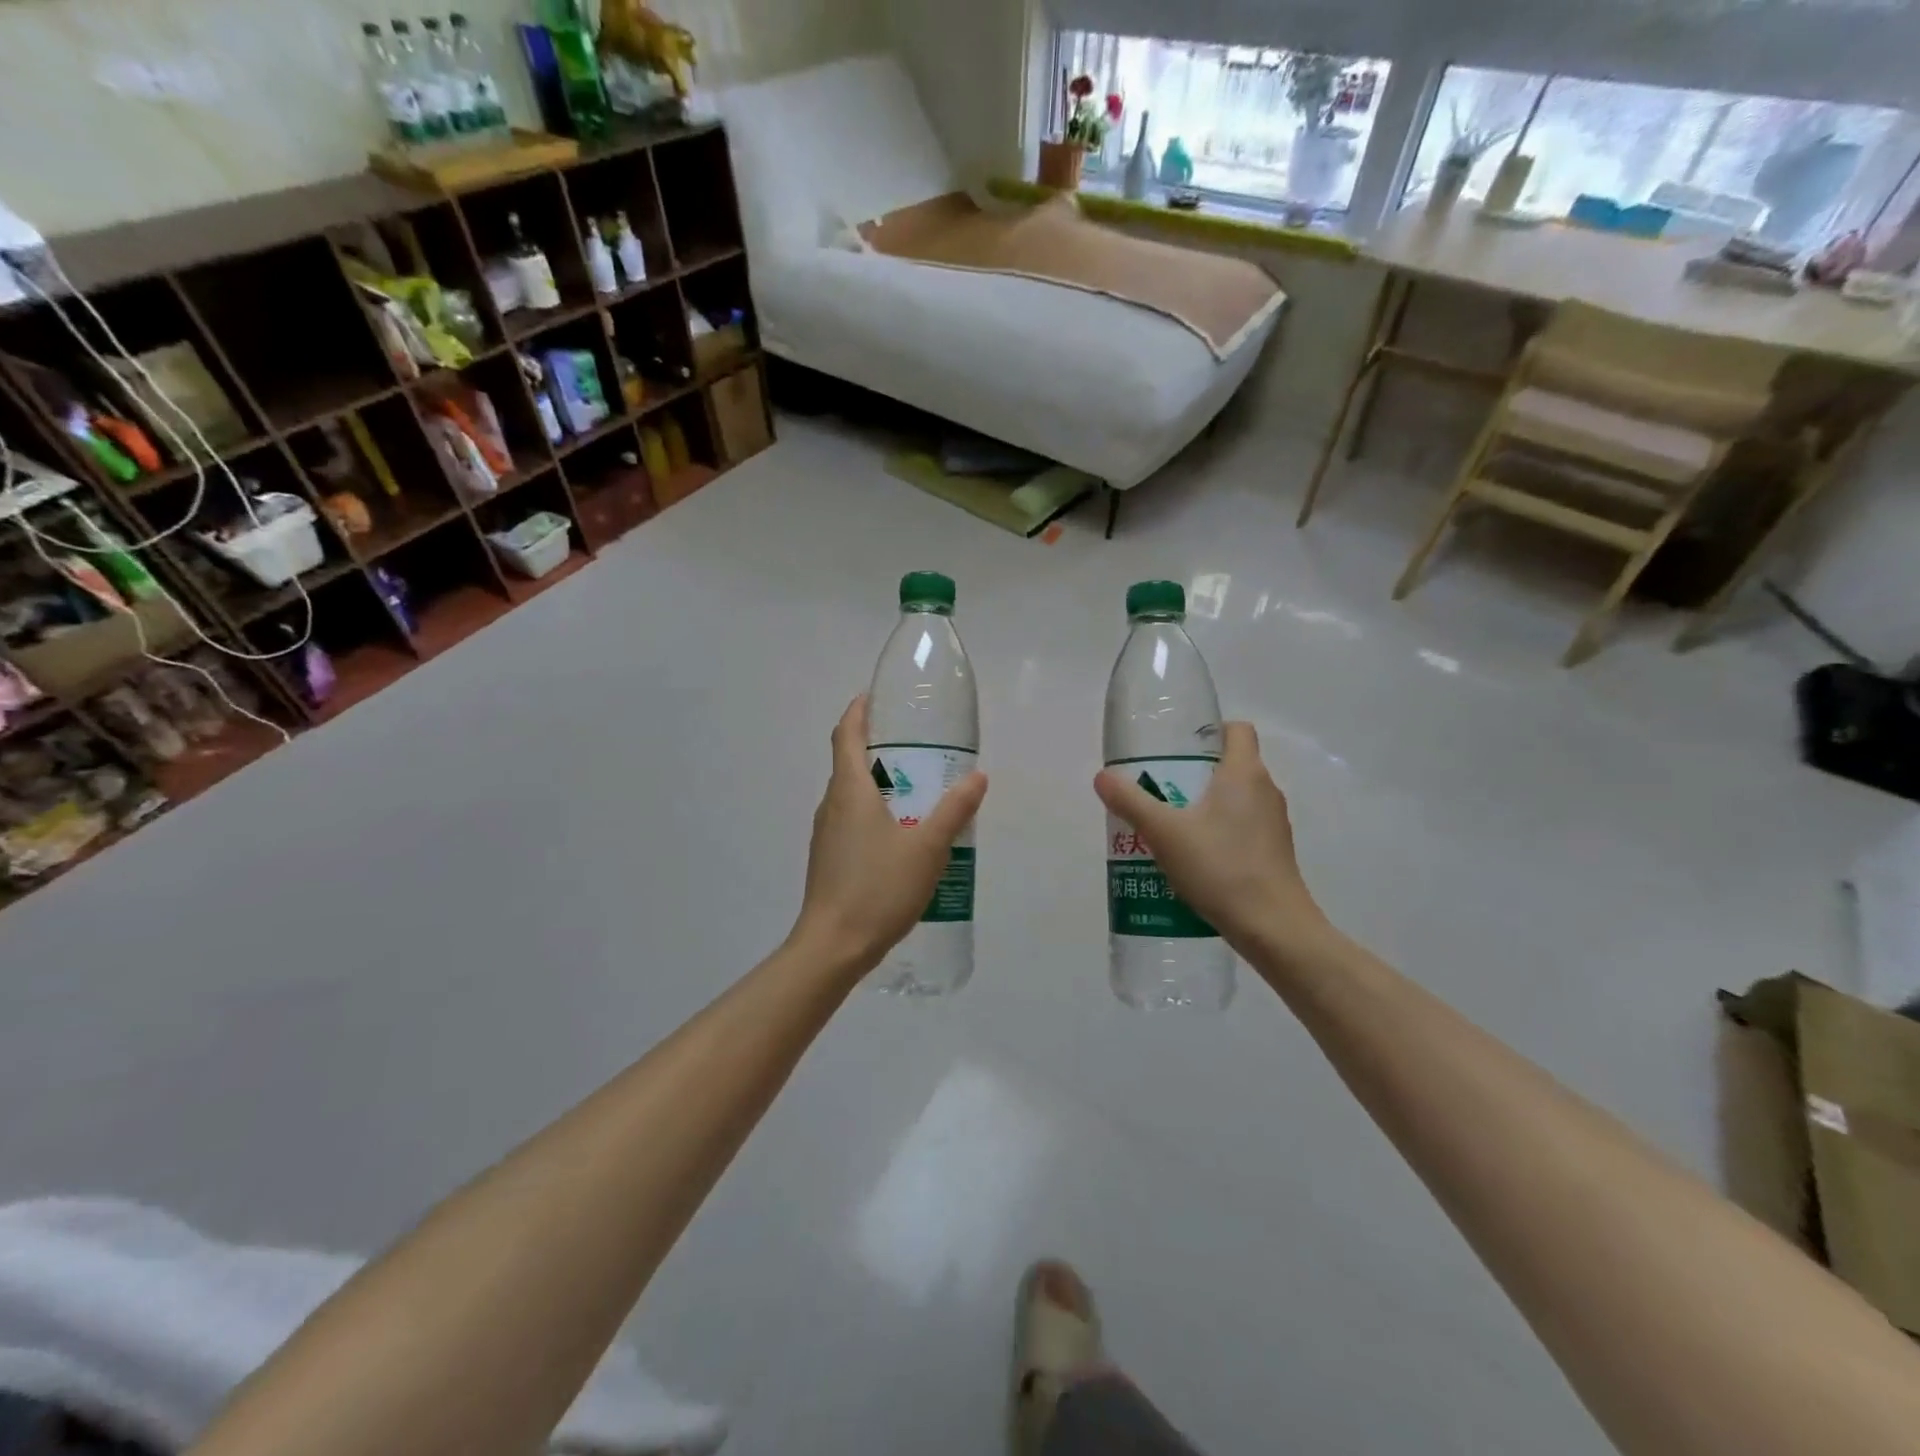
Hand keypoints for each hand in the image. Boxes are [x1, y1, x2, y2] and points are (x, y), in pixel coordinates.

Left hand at [794, 696, 987, 974]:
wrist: (833, 946)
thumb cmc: (878, 889)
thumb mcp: (928, 848)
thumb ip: (954, 810)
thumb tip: (977, 776)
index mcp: (850, 791)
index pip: (846, 734)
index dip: (858, 711)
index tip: (876, 697)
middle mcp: (832, 805)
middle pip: (848, 762)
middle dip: (877, 746)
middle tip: (916, 745)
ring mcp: (826, 834)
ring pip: (851, 794)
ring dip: (878, 782)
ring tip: (917, 789)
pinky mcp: (829, 858)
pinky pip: (851, 820)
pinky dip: (874, 812)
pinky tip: (901, 835)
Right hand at [1094, 721, 1325, 955]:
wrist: (1273, 928)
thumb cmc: (1221, 868)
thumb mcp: (1164, 832)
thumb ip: (1131, 802)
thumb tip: (1102, 776)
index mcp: (1245, 773)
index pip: (1237, 730)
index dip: (1209, 731)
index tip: (1177, 748)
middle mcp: (1266, 791)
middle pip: (1232, 764)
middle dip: (1196, 771)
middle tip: (1159, 786)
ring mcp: (1273, 824)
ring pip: (1236, 798)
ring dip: (1205, 804)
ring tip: (1169, 823)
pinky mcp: (1273, 852)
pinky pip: (1242, 827)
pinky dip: (1219, 831)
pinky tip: (1192, 856)